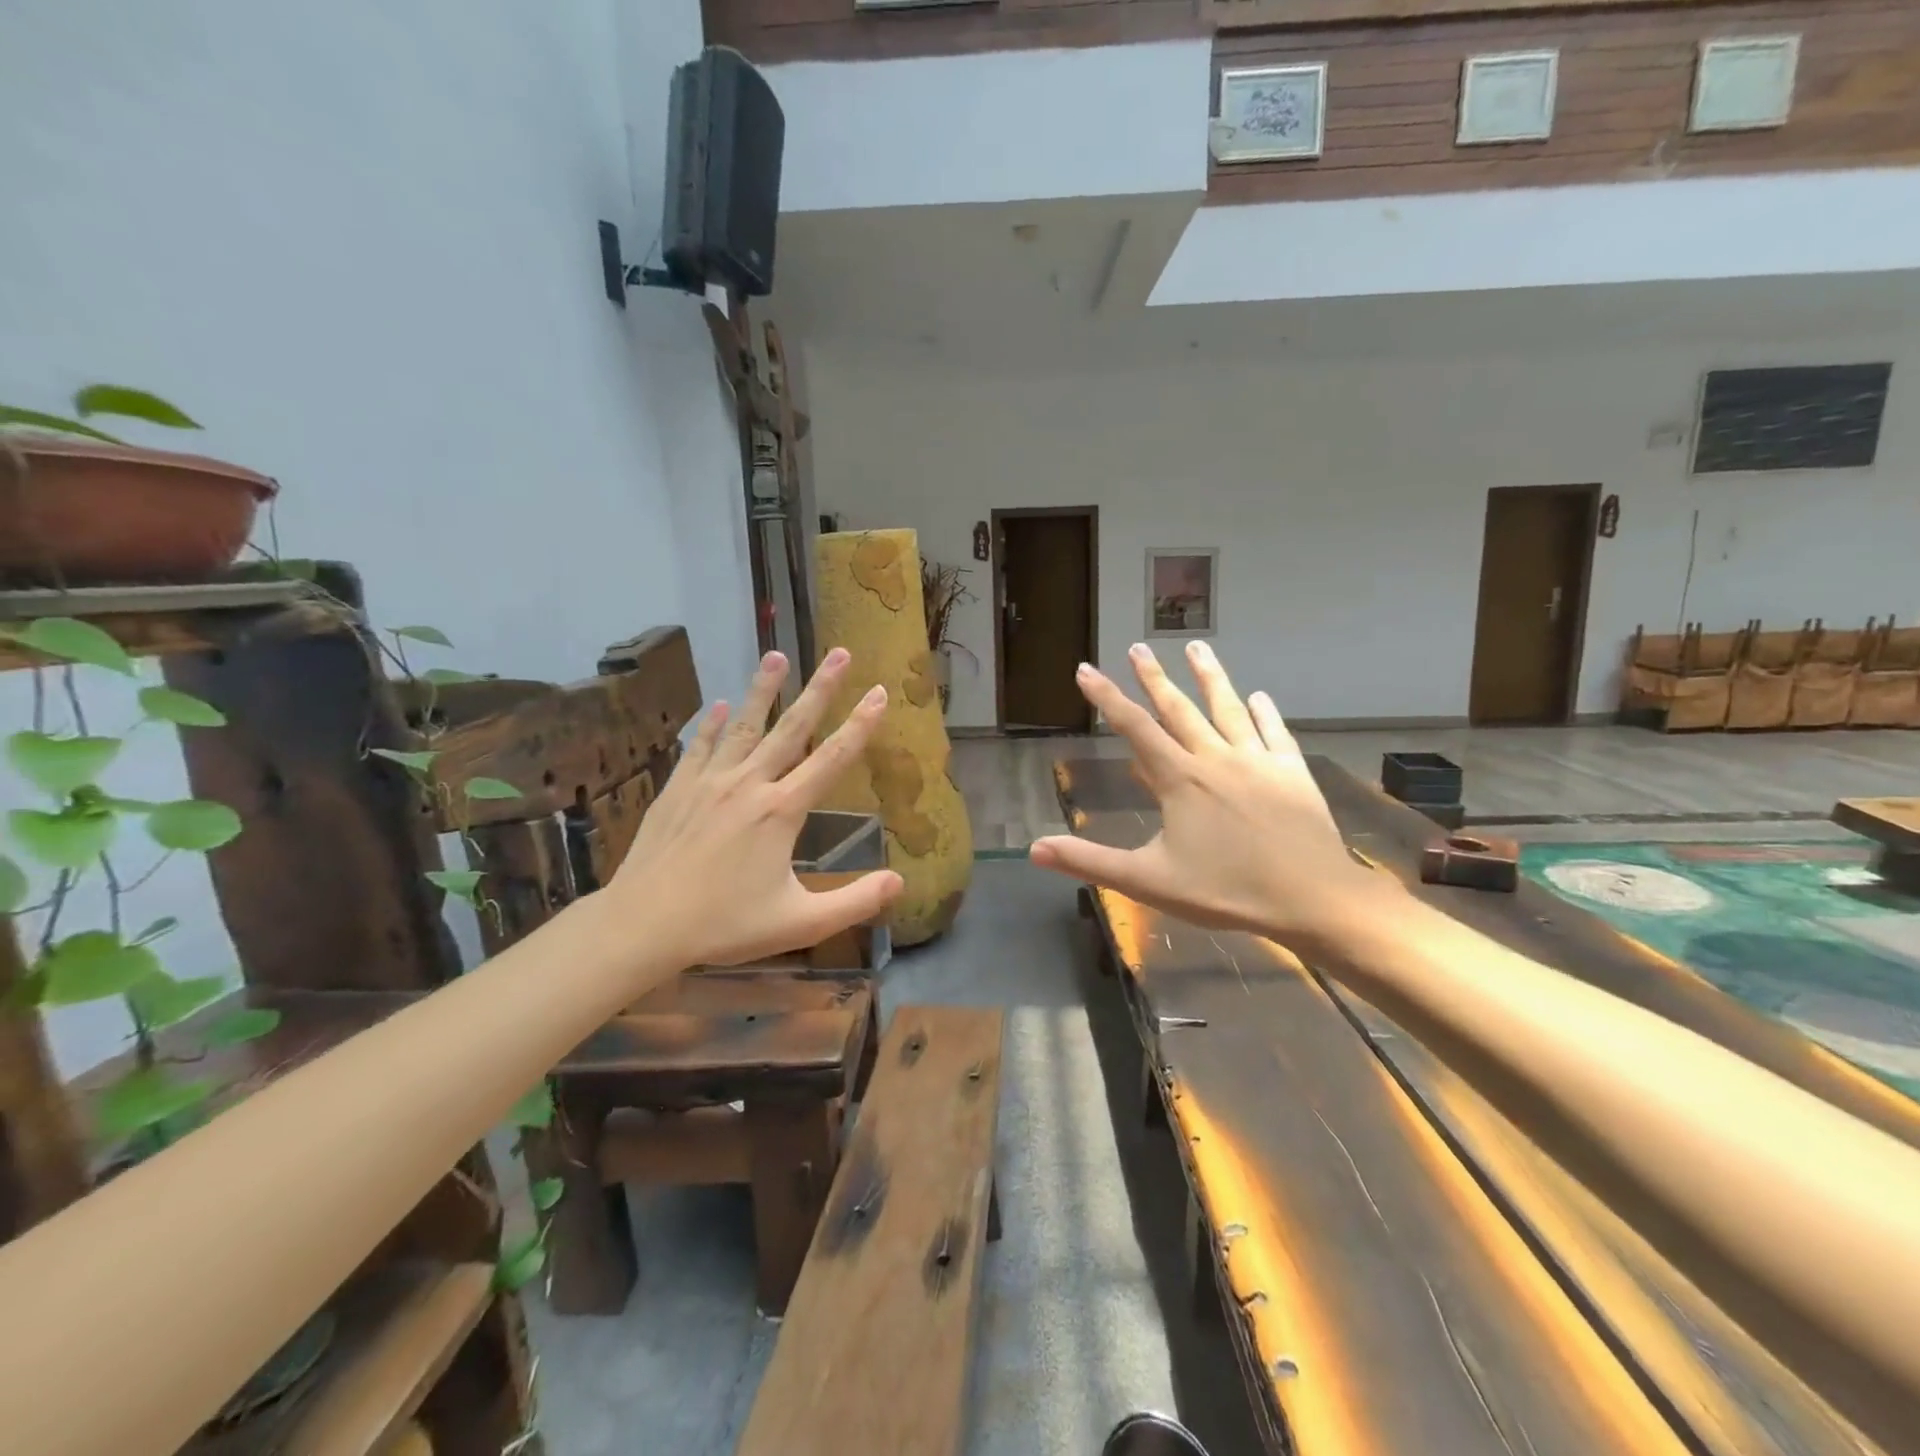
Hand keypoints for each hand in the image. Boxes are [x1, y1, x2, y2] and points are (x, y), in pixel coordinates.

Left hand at [608, 647, 902, 967]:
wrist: (642, 924)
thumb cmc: (724, 924)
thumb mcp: (799, 922)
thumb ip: (854, 902)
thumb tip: (901, 881)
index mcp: (781, 811)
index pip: (832, 758)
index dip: (861, 725)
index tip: (880, 692)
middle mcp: (749, 784)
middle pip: (792, 728)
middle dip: (820, 688)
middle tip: (839, 652)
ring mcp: (709, 782)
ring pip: (744, 727)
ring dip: (764, 689)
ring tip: (776, 655)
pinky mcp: (677, 790)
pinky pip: (700, 747)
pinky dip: (713, 724)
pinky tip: (722, 705)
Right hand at [1029, 641, 1384, 950]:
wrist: (1311, 898)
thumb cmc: (1226, 891)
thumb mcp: (1148, 880)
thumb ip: (1090, 861)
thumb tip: (1033, 849)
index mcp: (1180, 780)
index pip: (1134, 728)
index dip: (1106, 698)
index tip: (1086, 669)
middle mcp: (1215, 758)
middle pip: (1178, 709)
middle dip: (1154, 677)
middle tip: (1138, 647)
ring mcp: (1258, 762)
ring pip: (1228, 709)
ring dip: (1210, 677)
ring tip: (1197, 647)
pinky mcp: (1292, 773)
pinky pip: (1274, 734)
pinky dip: (1265, 713)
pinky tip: (1260, 696)